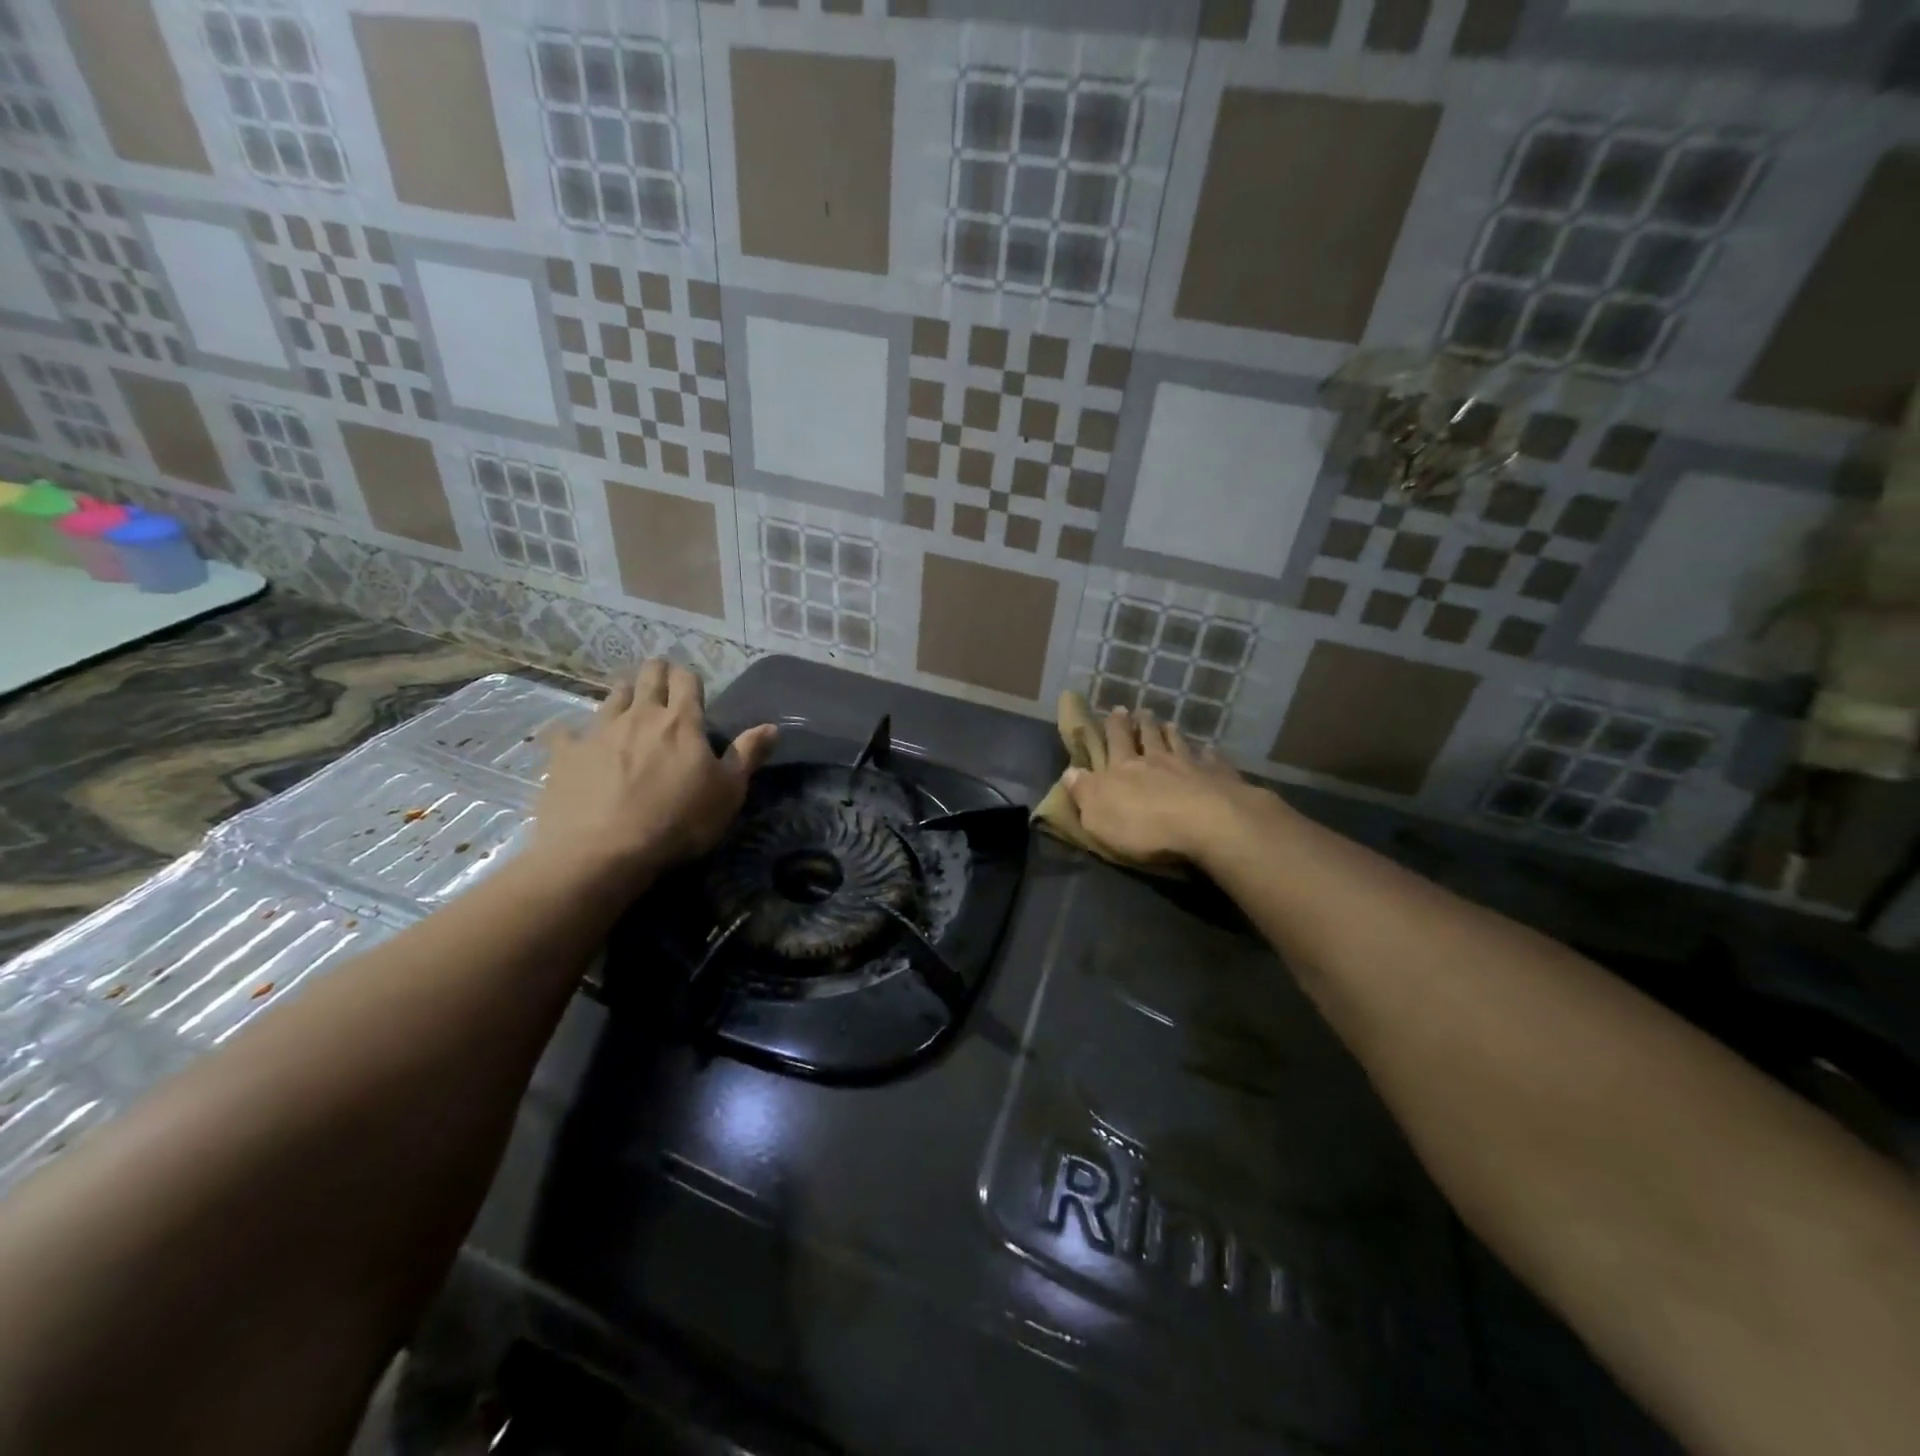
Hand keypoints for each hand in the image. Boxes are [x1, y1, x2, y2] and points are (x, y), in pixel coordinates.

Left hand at [529, 659, 776, 889]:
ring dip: (623, 695)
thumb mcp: (728, 793)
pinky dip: (571, 732)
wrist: (603, 852)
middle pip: (648, 677)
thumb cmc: (678, 822)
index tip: (691, 685)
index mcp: (681, 722)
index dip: (689, 678)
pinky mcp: (565, 754)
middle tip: (661, 683)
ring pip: (611, 696)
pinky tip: (572, 739)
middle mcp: (640, 716)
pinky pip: (565, 732)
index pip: (686, 680)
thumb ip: (748, 755)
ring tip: (627, 705)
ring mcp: (598, 731)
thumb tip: (771, 726)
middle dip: (657, 673)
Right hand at [1064, 707, 1259, 864]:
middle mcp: (1155, 760)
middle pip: (1147, 737)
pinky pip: (1211, 760)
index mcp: (1123, 768)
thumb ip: (1084, 792)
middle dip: (1140, 724)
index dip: (1113, 727)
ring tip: (1168, 723)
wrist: (1206, 823)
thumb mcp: (1098, 815)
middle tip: (1139, 711)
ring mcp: (1190, 766)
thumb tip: (1069, 771)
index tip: (1115, 711)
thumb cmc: (1143, 825)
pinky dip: (1208, 754)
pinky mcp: (1218, 777)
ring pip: (1177, 744)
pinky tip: (1209, 749)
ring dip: (1171, 733)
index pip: (1115, 742)